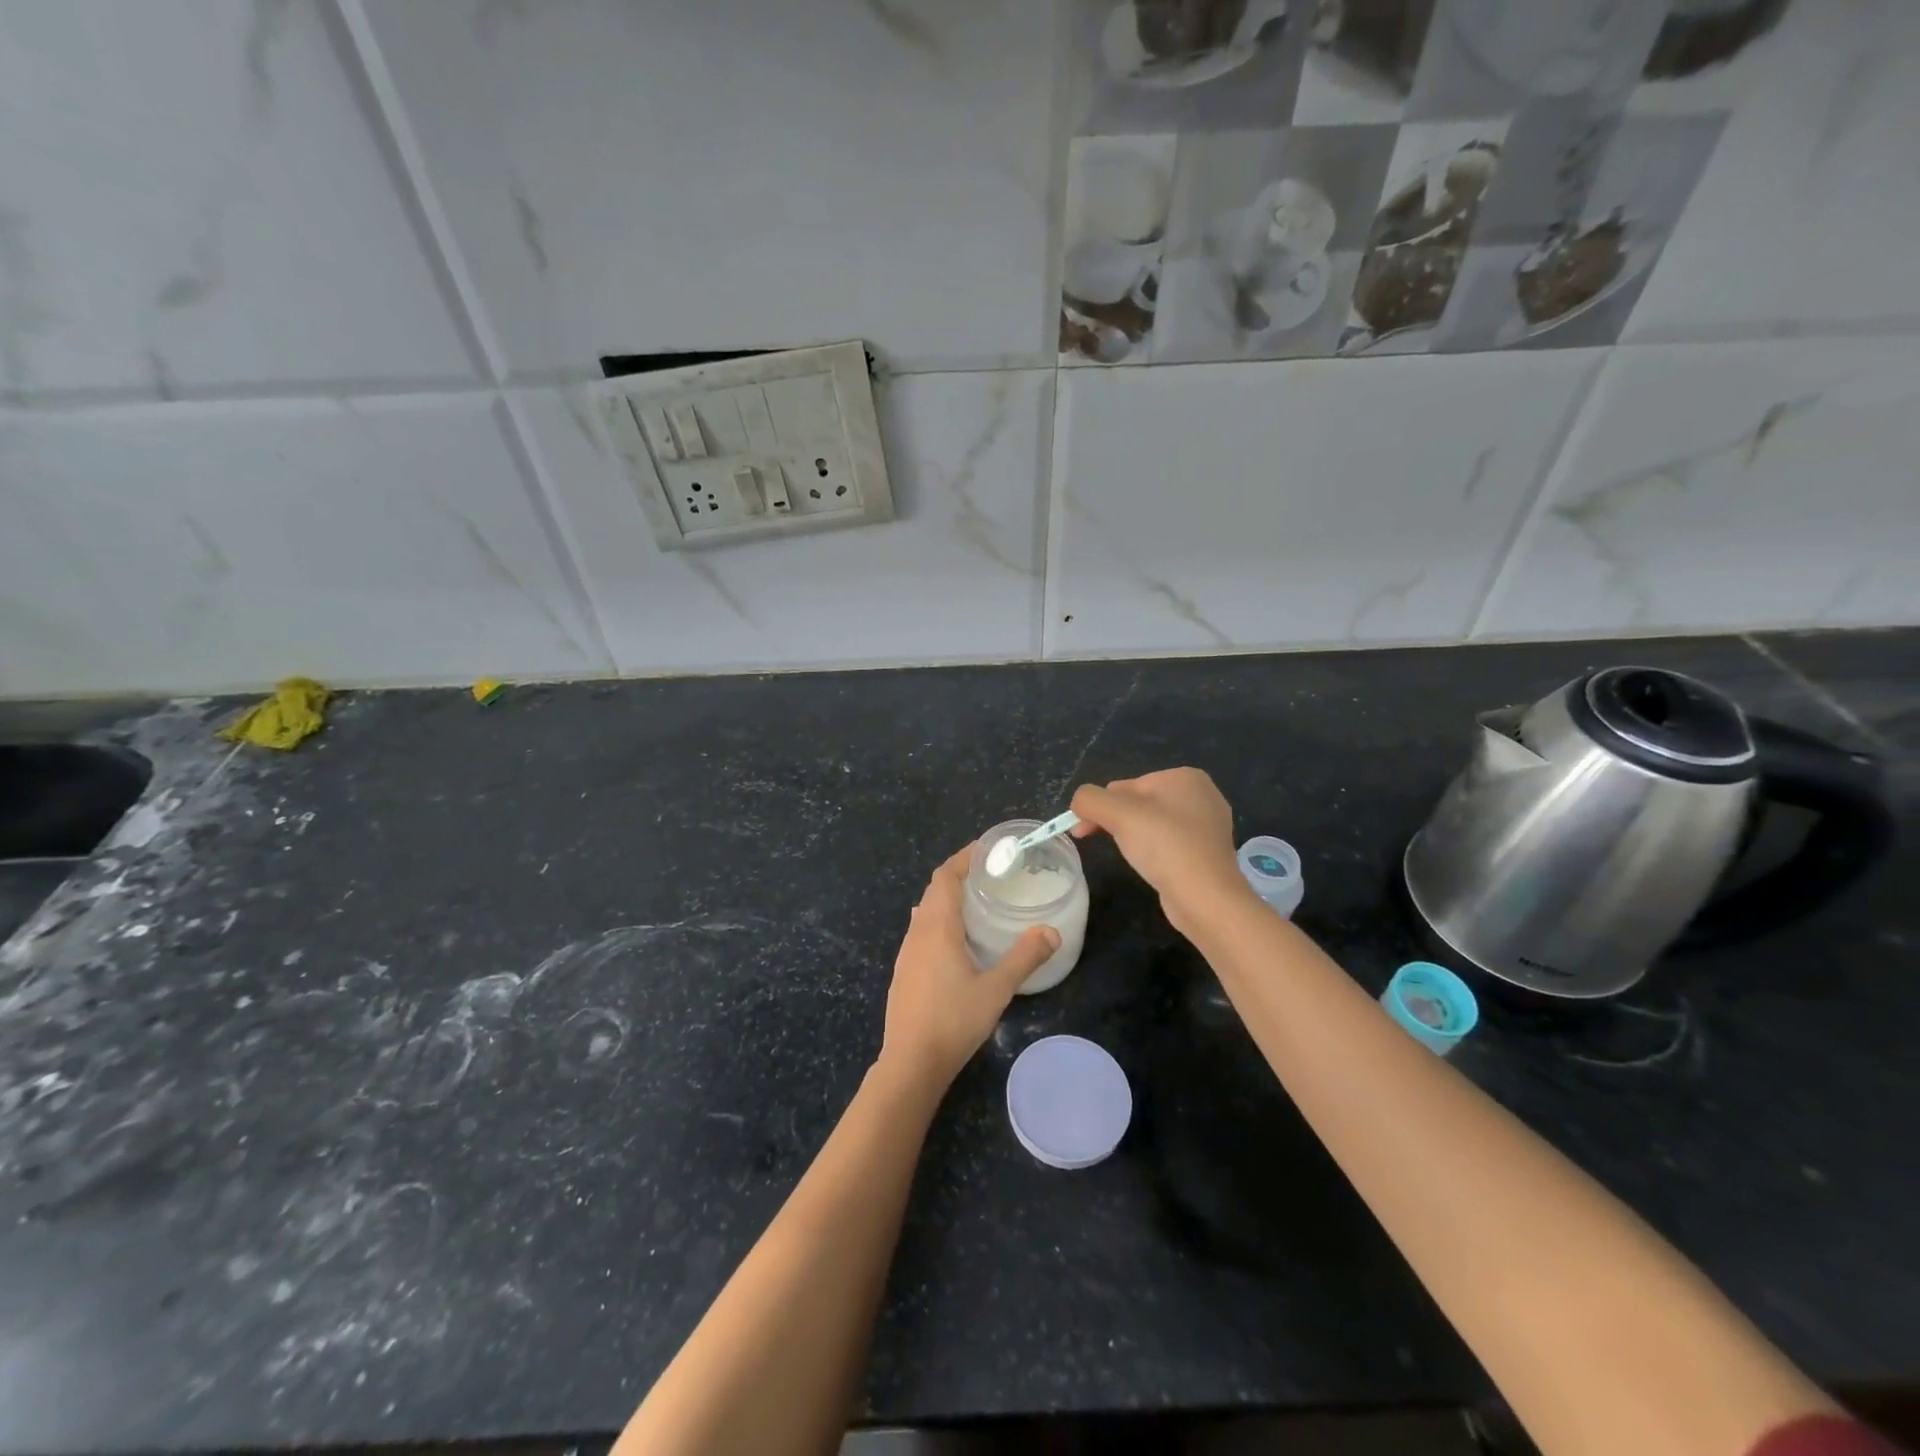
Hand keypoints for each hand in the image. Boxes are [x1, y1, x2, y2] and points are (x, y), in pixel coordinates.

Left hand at [880, 846, 1059, 1087]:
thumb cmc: (953, 1021)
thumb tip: (1051, 932)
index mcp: (937, 928)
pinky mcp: (904, 973)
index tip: (985, 849)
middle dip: (958, 875)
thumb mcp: (996, 989)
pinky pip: (921, 932)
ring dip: (947, 899)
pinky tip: (957, 942)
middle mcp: (917, 933)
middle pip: (934, 891)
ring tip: (976, 902)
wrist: (910, 1063)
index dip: (963, 858)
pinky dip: (939, 921)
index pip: (944, 877)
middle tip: (989, 873)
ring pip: (925, 912)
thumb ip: (1024, 958)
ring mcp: (906, 954)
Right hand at [1071, 768, 1248, 934]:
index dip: (1101, 807)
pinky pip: (1170, 843)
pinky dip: (1156, 852)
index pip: (1125, 786)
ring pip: (1153, 824)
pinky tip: (1155, 867)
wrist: (1206, 897)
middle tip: (1106, 844)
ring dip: (1135, 837)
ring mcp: (1209, 825)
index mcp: (1184, 776)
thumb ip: (1089, 799)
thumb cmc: (1164, 846)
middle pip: (1139, 803)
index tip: (1084, 831)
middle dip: (1117, 821)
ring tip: (1136, 858)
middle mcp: (1201, 794)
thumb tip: (1079, 803)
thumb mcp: (1116, 813)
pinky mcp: (1209, 852)